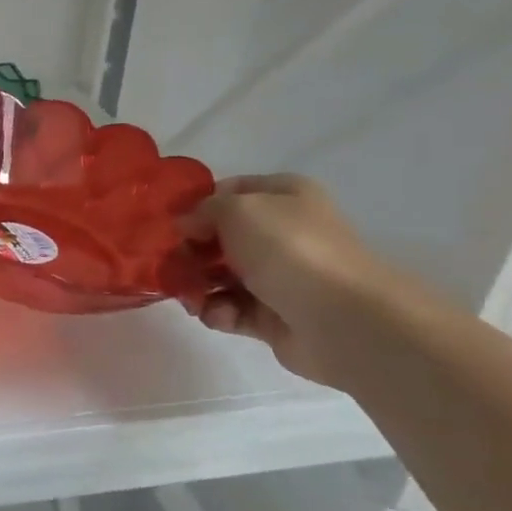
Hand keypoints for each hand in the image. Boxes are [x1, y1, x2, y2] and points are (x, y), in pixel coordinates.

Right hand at [178, 174, 400, 386]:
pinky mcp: (273, 316)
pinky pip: (231, 309)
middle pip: (219, 237)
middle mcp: (282, 233)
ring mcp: (278, 276)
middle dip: (190, 252)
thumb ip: (203, 210)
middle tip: (170, 266)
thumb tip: (186, 226)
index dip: (196, 206)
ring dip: (197, 286)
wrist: (341, 319)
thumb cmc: (289, 249)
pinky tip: (215, 314)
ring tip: (189, 298)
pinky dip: (217, 312)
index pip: (229, 192)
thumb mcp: (238, 209)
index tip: (170, 224)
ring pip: (220, 276)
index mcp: (284, 197)